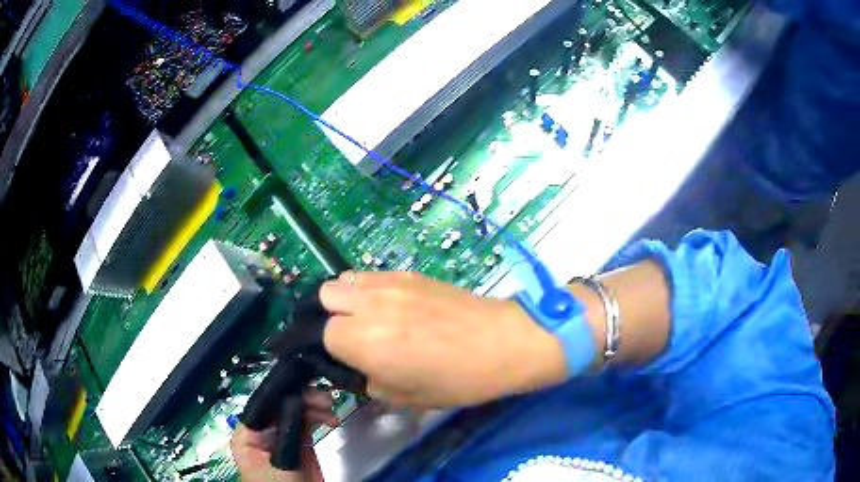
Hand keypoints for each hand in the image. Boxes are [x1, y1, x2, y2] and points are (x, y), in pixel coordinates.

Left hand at [231, 390, 335, 481]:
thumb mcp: (282, 463)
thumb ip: (288, 433)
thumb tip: (297, 399)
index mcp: (248, 433)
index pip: (262, 403)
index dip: (281, 390)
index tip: (304, 381)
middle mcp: (263, 431)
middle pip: (280, 404)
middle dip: (302, 397)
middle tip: (324, 397)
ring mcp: (282, 437)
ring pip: (296, 410)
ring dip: (313, 405)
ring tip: (329, 407)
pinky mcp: (300, 445)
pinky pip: (308, 422)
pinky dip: (319, 416)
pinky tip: (329, 417)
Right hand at [320, 271, 567, 408]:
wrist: (501, 343)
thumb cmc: (457, 380)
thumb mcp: (405, 397)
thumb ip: (368, 381)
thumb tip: (356, 367)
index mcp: (364, 342)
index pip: (321, 334)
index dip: (331, 349)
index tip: (347, 358)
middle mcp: (369, 305)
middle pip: (325, 296)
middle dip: (331, 316)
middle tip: (354, 336)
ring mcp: (389, 283)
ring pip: (345, 279)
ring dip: (348, 299)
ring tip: (370, 318)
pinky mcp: (408, 272)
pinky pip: (371, 275)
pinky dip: (369, 289)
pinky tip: (392, 306)